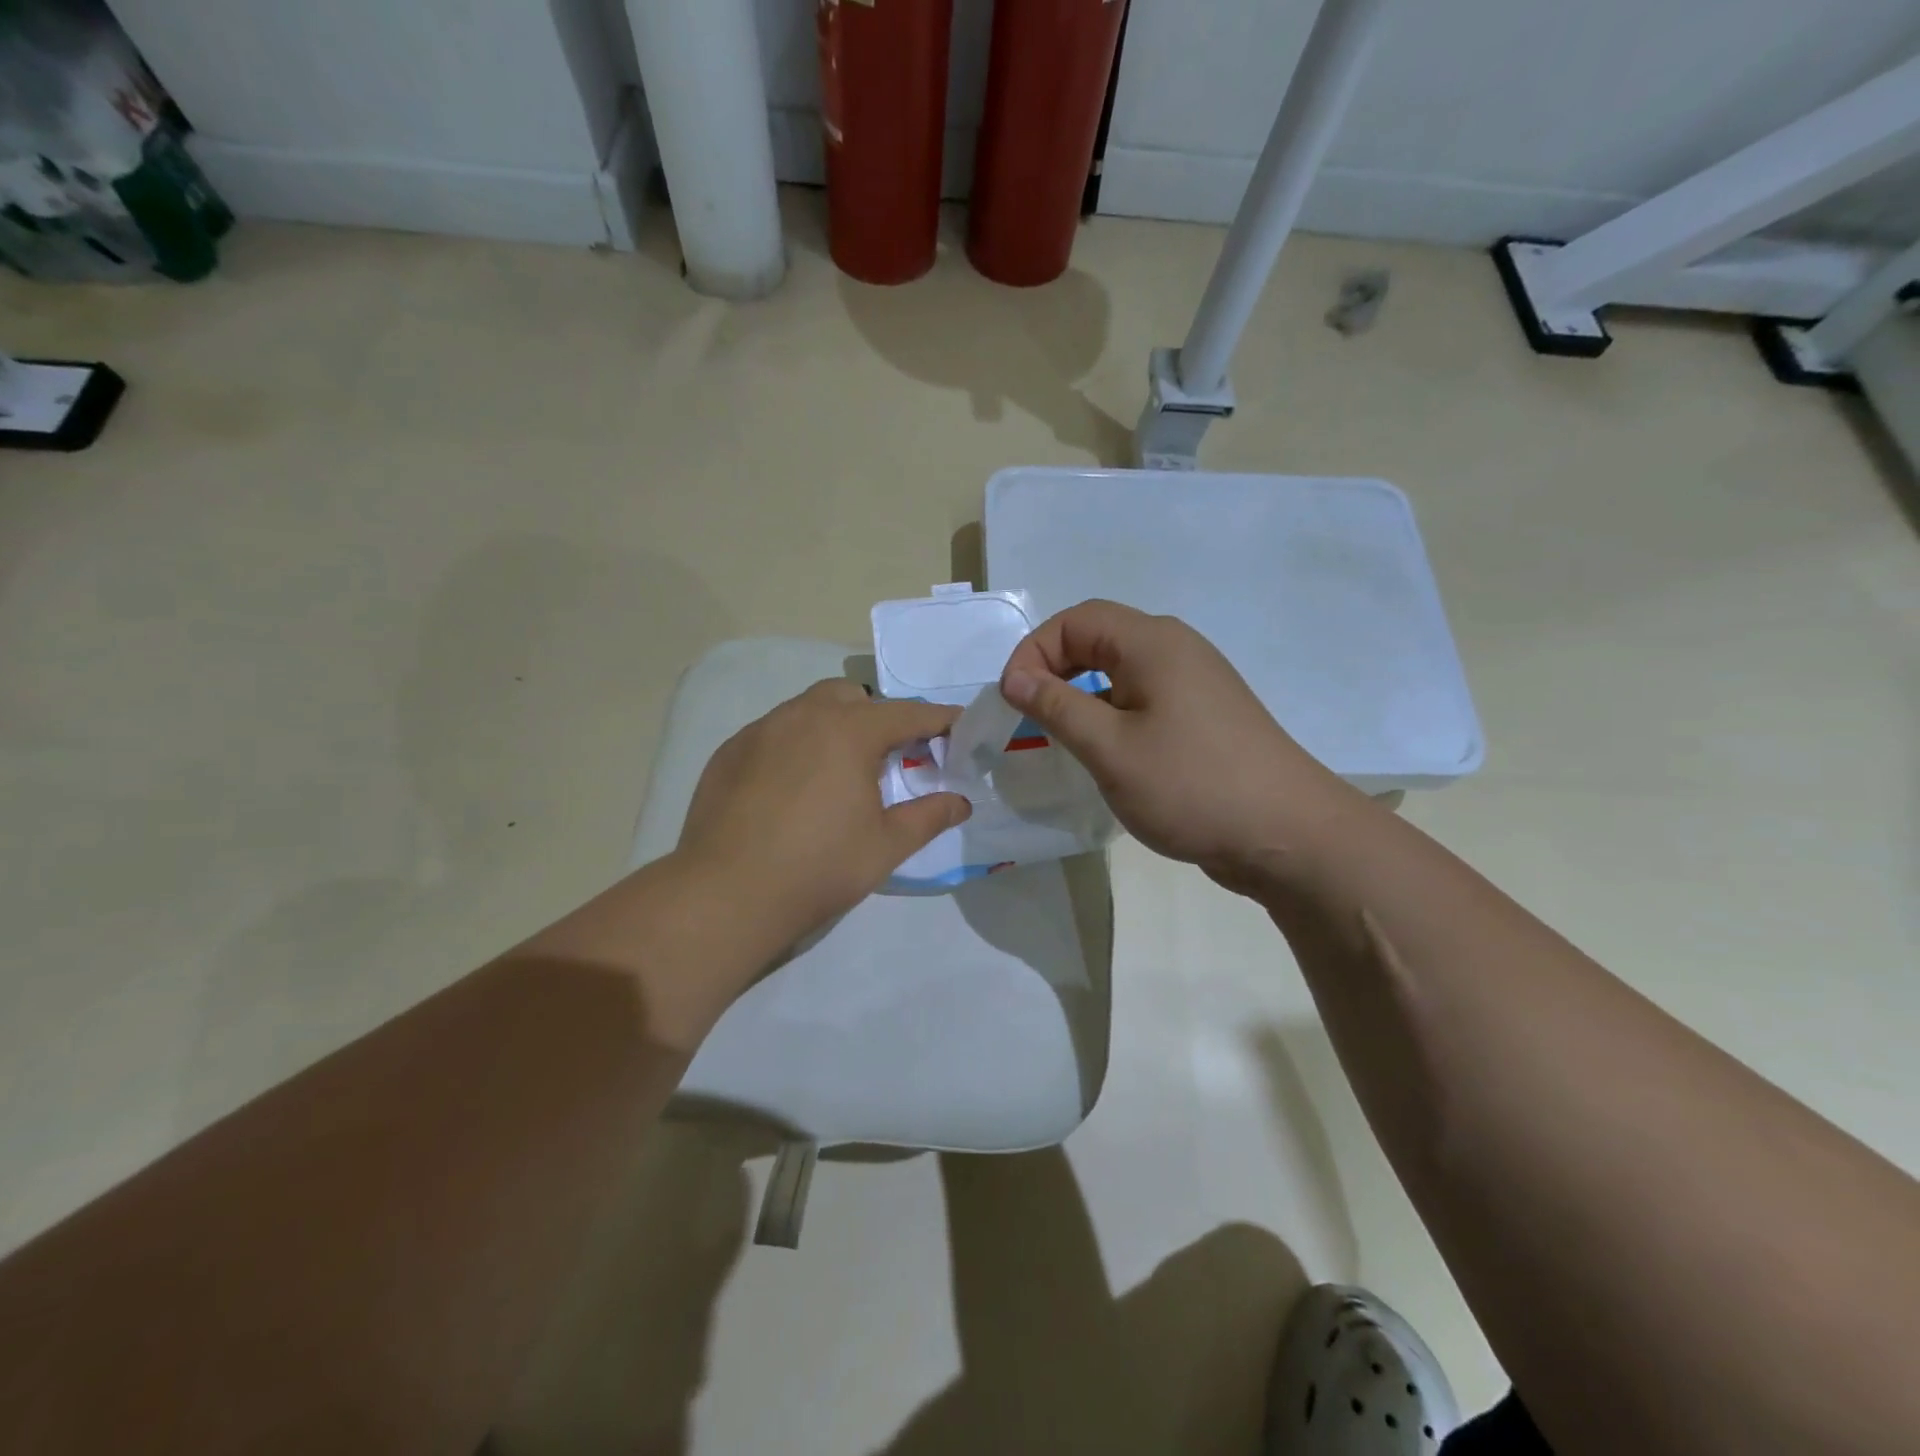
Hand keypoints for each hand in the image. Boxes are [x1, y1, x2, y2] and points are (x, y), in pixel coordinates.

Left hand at [676, 679, 970, 951]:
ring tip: (838, 771)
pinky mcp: (730, 751)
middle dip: (877, 717)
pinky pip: (774, 732)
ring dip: (833, 726)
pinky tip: (792, 787)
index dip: (937, 720)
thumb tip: (961, 802)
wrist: (727, 893)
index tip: (956, 726)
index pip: (907, 714)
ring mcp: (761, 730)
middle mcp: (804, 716)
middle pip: (852, 698)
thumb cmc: (819, 867)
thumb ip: (929, 816)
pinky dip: (795, 745)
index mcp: (849, 731)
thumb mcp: (886, 845)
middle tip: (888, 757)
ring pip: (808, 709)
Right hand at [999, 600, 1363, 889]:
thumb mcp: (1109, 748)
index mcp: (1153, 643)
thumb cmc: (1190, 785)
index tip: (1012, 699)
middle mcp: (1176, 648)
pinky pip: (1144, 696)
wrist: (1286, 834)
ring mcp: (1195, 681)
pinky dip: (1111, 711)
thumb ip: (1057, 707)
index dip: (1034, 651)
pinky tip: (1105, 750)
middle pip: (1099, 637)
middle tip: (1028, 713)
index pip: (1076, 620)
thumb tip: (1015, 678)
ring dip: (1081, 692)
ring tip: (1059, 733)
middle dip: (1054, 668)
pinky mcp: (1204, 714)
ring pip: (1121, 669)